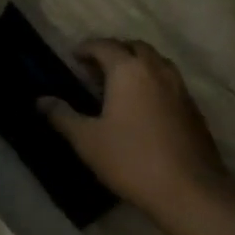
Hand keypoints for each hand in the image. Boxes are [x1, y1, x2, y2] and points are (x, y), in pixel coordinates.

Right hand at [39, 39, 231, 221]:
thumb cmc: (131, 159)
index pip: (104, 46)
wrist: (189, 188)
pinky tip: (144, 107)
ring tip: (120, 85)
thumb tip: (41, 100)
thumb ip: (62, 116)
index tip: (73, 56)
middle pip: (134, 47)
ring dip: (137, 65)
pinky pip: (169, 82)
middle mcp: (156, 69)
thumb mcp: (87, 140)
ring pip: (156, 62)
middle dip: (114, 52)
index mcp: (128, 70)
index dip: (86, 48)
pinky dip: (153, 82)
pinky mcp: (193, 107)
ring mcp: (180, 87)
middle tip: (96, 69)